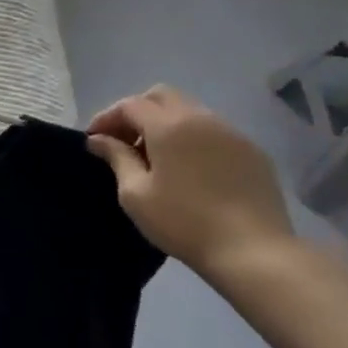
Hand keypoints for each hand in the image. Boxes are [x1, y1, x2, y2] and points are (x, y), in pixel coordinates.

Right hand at [85, 85, 292, 276]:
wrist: (253, 251)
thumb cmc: (183, 222)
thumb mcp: (136, 194)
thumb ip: (116, 158)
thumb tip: (99, 139)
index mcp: (169, 125)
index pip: (130, 105)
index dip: (107, 117)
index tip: (94, 139)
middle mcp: (200, 118)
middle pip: (161, 96)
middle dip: (137, 112)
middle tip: (124, 141)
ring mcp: (231, 132)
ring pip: (190, 111)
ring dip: (166, 123)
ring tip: (155, 156)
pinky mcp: (252, 151)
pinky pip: (213, 131)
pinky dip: (192, 138)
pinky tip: (189, 168)